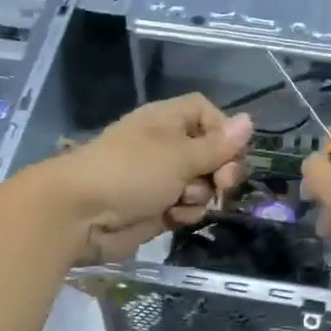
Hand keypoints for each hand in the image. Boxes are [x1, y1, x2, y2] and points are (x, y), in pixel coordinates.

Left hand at [33, 93, 253, 263]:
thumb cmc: (130, 173)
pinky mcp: (158, 208)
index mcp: (168, 121)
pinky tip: (172, 216)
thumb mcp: (180, 155)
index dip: (224, 131)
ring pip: (203, 184)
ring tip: (180, 200)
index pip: (208, 114)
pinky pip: (187, 207)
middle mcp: (167, 146)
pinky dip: (184, 213)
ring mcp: (162, 178)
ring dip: (200, 195)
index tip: (233, 152)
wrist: (80, 215)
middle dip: (221, 170)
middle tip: (222, 184)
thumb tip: (249, 121)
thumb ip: (218, 145)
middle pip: (212, 153)